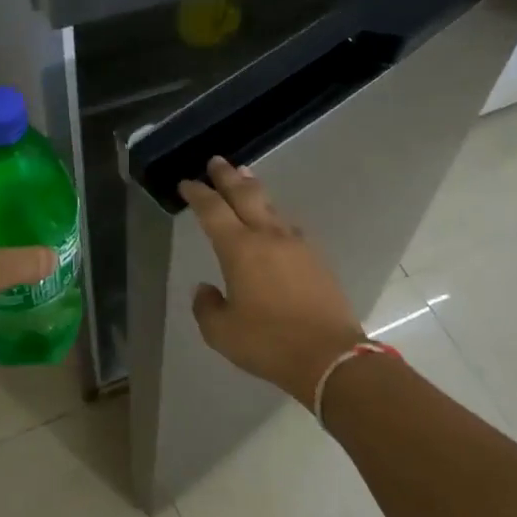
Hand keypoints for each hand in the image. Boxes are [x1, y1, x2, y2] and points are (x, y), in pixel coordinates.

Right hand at [179, 157, 365, 406]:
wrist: (330, 356)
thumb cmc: (269, 343)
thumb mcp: (222, 333)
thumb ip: (207, 307)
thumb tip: (205, 289)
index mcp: (239, 249)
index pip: (213, 210)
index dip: (197, 194)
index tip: (187, 183)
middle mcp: (267, 236)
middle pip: (244, 195)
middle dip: (227, 176)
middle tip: (216, 161)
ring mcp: (296, 244)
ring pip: (270, 206)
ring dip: (253, 189)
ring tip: (245, 177)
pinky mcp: (315, 258)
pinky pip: (289, 226)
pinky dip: (274, 216)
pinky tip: (274, 221)